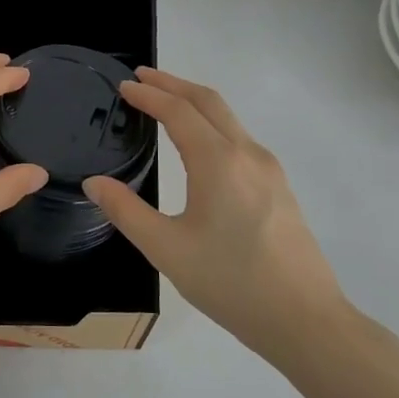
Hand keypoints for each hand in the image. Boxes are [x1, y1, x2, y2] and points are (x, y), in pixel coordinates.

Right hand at [83, 68, 357, 364]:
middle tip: (141, 78)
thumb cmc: (230, 282)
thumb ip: (126, 211)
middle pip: (209, 102)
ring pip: (229, 119)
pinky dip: (212, 125)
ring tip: (165, 105)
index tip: (123, 87)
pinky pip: (240, 140)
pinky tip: (199, 146)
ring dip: (195, 103)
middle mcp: (248, 154)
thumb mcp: (166, 248)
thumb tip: (95, 182)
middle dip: (173, 84)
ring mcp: (269, 170)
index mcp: (218, 162)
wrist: (304, 319)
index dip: (149, 95)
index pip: (179, 111)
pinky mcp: (279, 188)